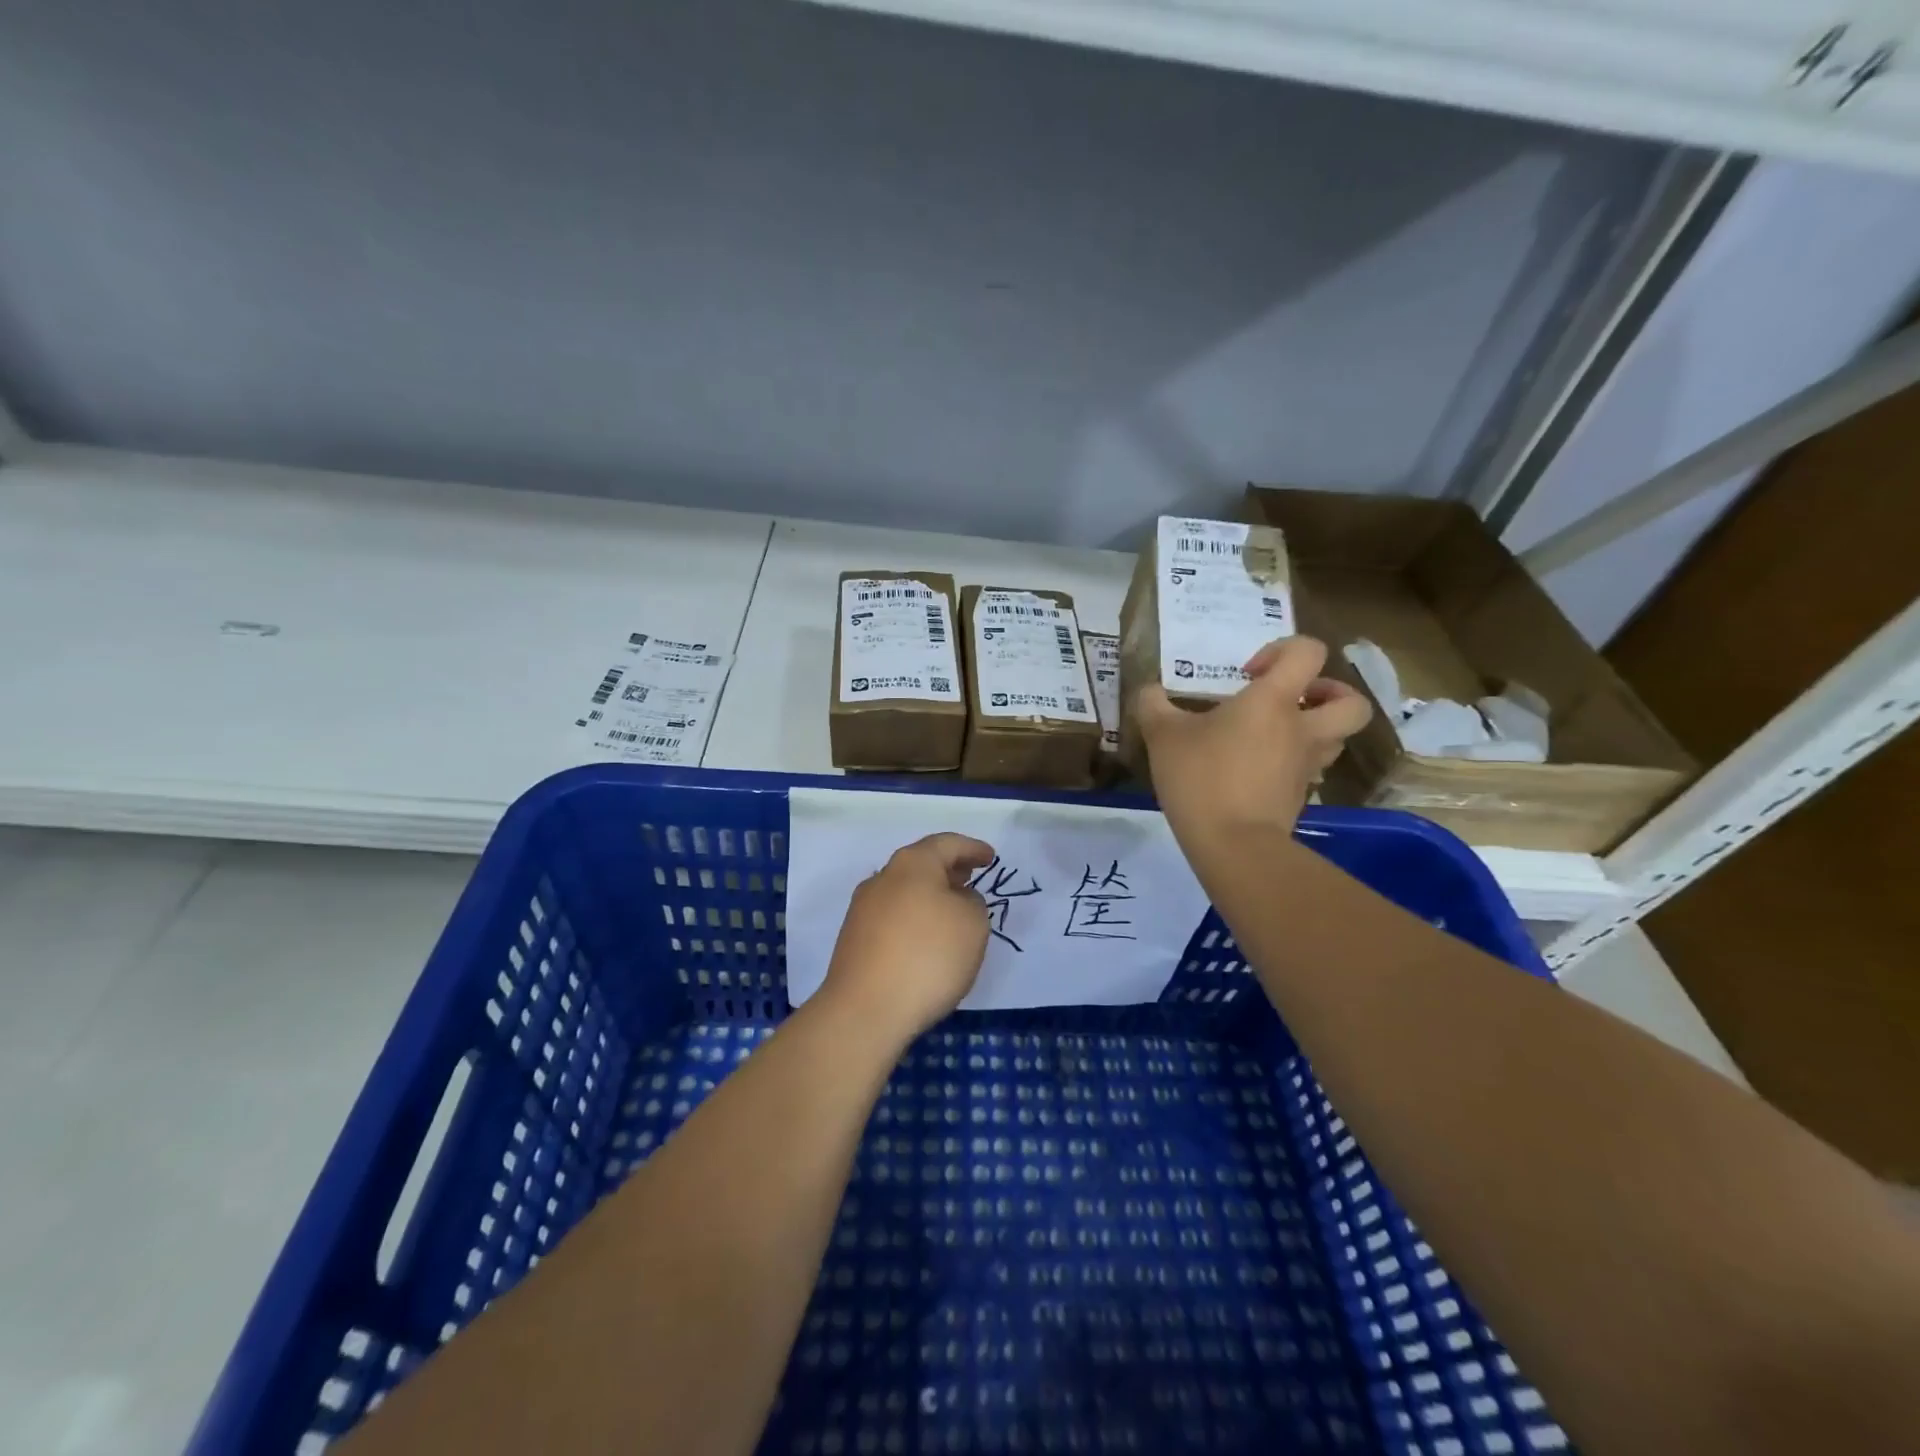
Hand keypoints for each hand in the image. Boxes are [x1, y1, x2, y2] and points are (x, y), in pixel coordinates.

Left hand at [819, 832, 995, 1042]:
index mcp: (912, 863)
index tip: (990, 857)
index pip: (947, 844)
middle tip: (972, 878)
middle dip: (949, 869)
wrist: (865, 1011)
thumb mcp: (973, 924)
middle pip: (921, 863)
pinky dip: (914, 918)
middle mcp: (883, 878)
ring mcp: (863, 909)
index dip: (972, 848)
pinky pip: (893, 916)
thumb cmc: (928, 956)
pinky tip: (926, 940)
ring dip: (930, 895)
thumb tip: (955, 900)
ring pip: (905, 890)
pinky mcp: (854, 939)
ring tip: (952, 911)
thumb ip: (972, 902)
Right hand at [1137, 635, 1371, 840]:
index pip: (1308, 653)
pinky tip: (1257, 769)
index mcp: (1273, 701)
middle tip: (1291, 700)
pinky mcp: (1300, 796)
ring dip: (1314, 728)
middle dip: (1328, 693)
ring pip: (1335, 737)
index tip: (1248, 673)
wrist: (1234, 845)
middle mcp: (1302, 728)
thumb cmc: (1201, 778)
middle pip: (1350, 702)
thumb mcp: (1162, 736)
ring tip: (1273, 735)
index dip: (1284, 650)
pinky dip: (1292, 762)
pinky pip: (1310, 768)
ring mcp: (1306, 765)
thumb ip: (1152, 705)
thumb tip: (1149, 690)